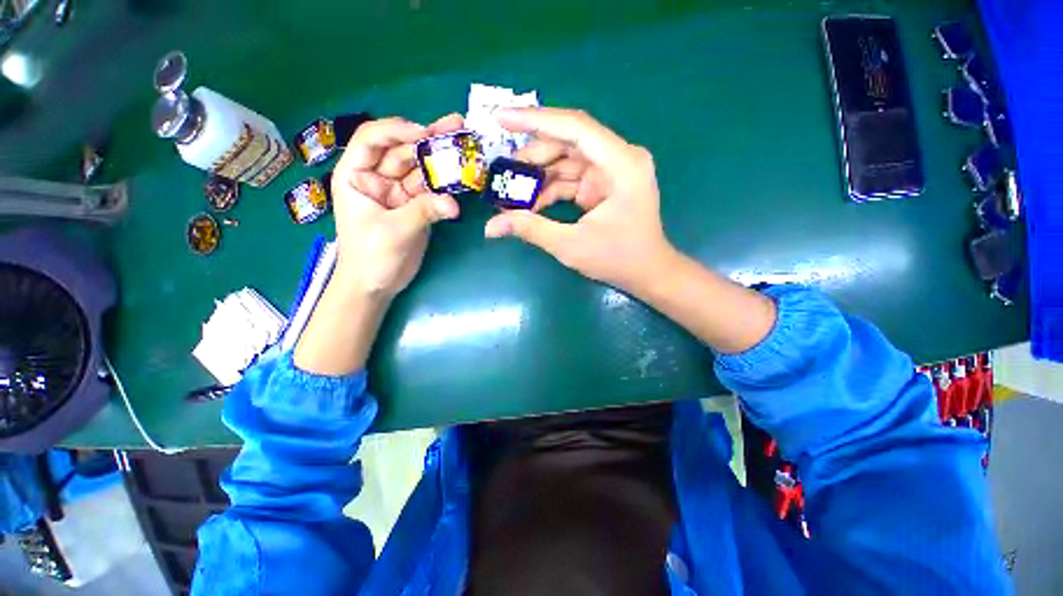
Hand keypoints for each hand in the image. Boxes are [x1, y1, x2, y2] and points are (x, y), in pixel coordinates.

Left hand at [330, 114, 463, 298]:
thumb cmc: (371, 256)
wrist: (376, 285)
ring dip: (441, 159)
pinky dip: (445, 185)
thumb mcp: (395, 231)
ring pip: (420, 169)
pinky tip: (462, 174)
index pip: (373, 140)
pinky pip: (431, 191)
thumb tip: (454, 204)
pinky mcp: (415, 207)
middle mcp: (377, 178)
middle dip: (428, 139)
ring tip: (465, 145)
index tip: (425, 134)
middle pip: (403, 151)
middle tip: (456, 125)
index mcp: (356, 176)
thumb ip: (424, 212)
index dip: (398, 131)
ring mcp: (399, 193)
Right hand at [483, 108, 676, 296]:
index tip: (499, 118)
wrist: (647, 274)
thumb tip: (490, 227)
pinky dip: (549, 189)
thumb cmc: (618, 259)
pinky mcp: (603, 185)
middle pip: (568, 142)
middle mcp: (618, 158)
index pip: (574, 127)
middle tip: (502, 172)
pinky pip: (571, 179)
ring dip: (538, 175)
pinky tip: (531, 204)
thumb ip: (531, 229)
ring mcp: (611, 171)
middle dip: (532, 157)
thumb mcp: (571, 245)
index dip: (535, 120)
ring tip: (511, 190)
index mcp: (621, 163)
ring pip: (566, 160)